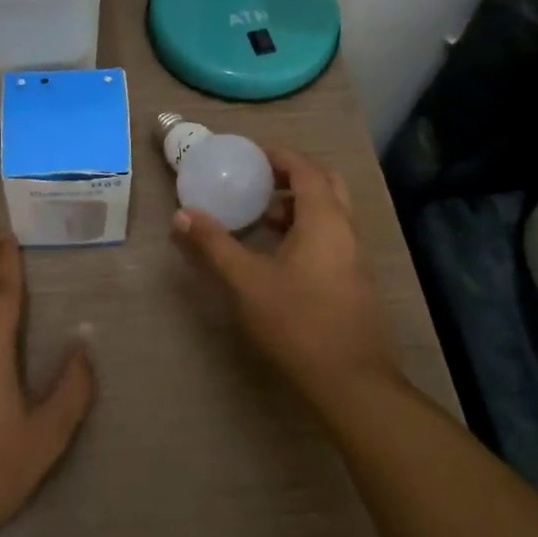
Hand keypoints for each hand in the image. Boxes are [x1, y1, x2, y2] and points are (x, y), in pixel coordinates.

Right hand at [173, 146, 400, 412]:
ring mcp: (355, 256)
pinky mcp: (355, 279)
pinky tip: (278, 253)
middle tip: (258, 179)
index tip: (249, 154)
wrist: (351, 381)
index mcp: (325, 220)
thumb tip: (182, 214)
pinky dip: (307, 228)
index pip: (305, 168)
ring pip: (330, 212)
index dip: (278, 155)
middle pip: (325, 183)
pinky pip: (332, 235)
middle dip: (292, 175)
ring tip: (261, 215)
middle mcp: (346, 229)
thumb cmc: (298, 322)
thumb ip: (214, 245)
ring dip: (299, 204)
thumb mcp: (246, 281)